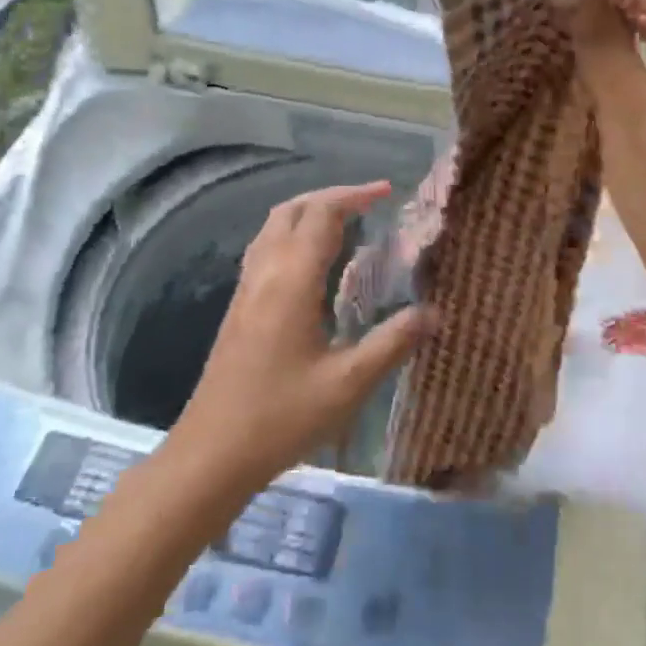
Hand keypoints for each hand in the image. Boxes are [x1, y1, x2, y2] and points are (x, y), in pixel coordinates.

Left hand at [170, 181, 430, 490]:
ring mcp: (246, 288)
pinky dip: (292, 235)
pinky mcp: (238, 307)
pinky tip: (313, 265)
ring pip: (273, 227)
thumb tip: (434, 312)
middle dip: (330, 196)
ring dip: (308, 212)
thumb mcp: (348, 384)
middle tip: (368, 203)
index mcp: (292, 280)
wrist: (211, 454)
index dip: (355, 195)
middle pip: (292, 209)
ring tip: (345, 224)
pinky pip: (265, 249)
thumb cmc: (281, 417)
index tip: (387, 191)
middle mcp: (265, 272)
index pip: (321, 214)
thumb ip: (392, 343)